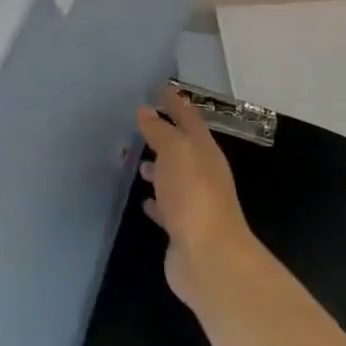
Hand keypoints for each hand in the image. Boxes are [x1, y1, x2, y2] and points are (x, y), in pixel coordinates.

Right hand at [137, 83, 260, 308]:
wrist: (209, 257)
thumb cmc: (193, 194)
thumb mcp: (175, 151)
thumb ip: (159, 130)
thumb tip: (145, 110)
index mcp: (205, 151)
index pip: (189, 118)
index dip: (175, 102)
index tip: (160, 87)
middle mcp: (202, 174)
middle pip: (183, 147)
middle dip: (165, 134)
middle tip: (141, 122)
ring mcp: (194, 202)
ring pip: (173, 177)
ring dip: (158, 168)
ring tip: (136, 161)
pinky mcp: (182, 228)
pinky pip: (166, 207)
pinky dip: (156, 201)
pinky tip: (143, 200)